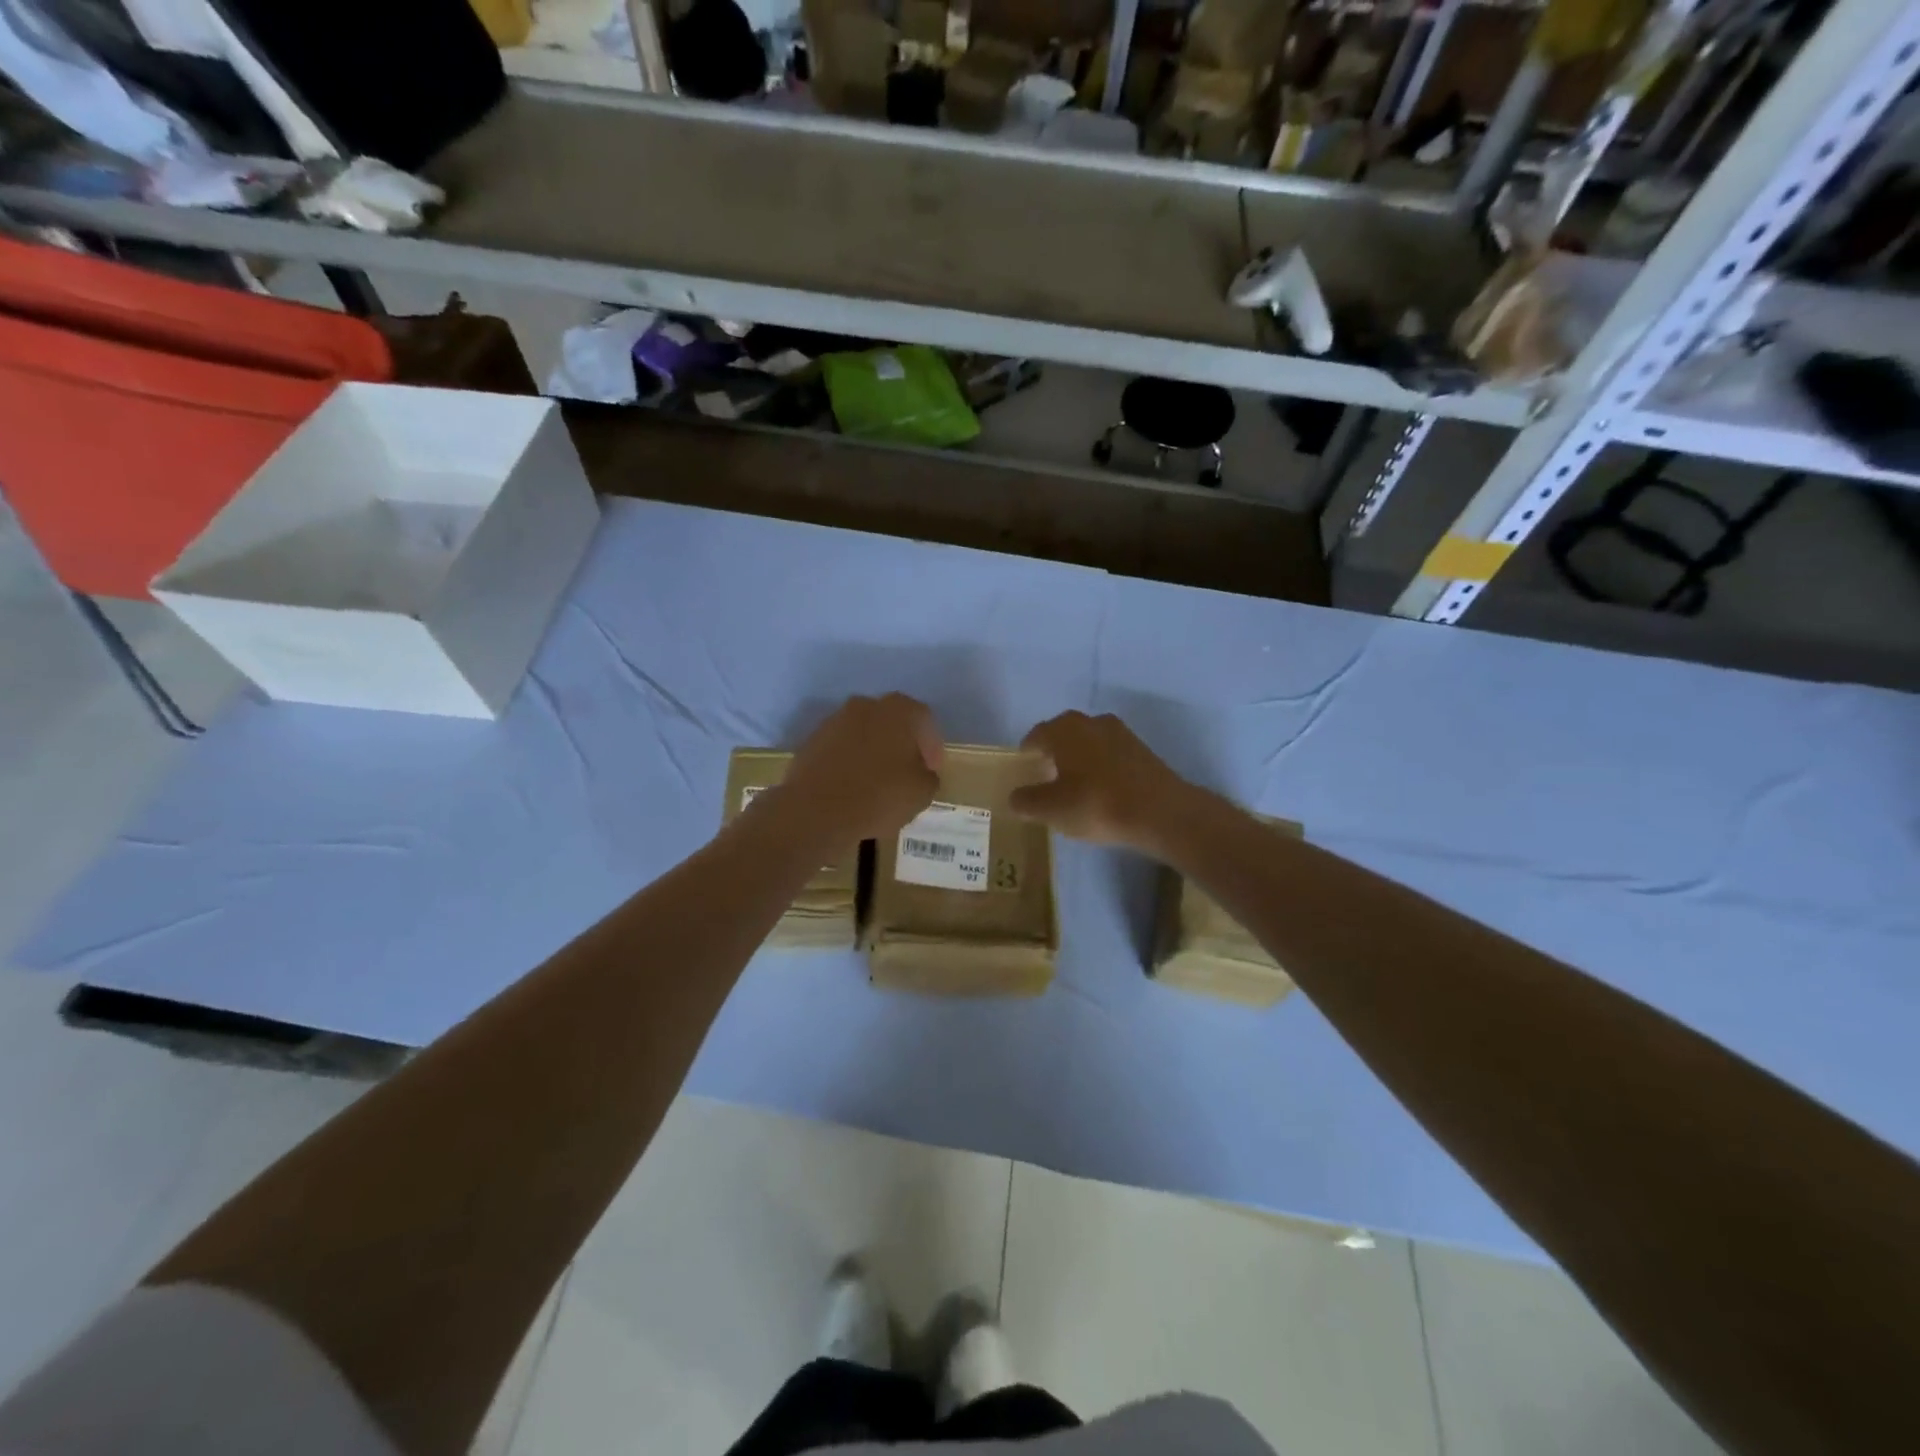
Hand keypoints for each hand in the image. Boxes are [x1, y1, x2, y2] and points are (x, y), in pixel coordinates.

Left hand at [780, 694, 941, 844]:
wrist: (816, 811)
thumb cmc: (879, 796)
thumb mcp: (922, 792)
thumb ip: (928, 776)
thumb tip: (921, 773)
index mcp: (899, 710)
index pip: (925, 720)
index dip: (932, 747)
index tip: (931, 770)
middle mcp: (866, 705)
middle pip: (892, 722)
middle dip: (901, 745)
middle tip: (906, 773)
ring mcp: (834, 721)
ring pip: (864, 733)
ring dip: (873, 752)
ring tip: (877, 783)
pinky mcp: (811, 741)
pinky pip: (840, 748)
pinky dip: (849, 762)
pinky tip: (851, 786)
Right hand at [1007, 711, 1195, 852]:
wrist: (1161, 812)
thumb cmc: (1097, 804)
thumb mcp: (1051, 809)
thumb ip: (1026, 801)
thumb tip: (1015, 797)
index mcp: (1064, 728)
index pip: (1036, 735)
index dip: (1027, 754)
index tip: (1024, 772)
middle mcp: (1091, 721)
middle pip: (1063, 735)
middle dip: (1053, 755)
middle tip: (1046, 780)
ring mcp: (1121, 733)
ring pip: (1089, 743)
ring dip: (1079, 760)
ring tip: (1074, 788)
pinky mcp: (1142, 751)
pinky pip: (1110, 756)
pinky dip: (1101, 768)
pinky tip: (1101, 792)